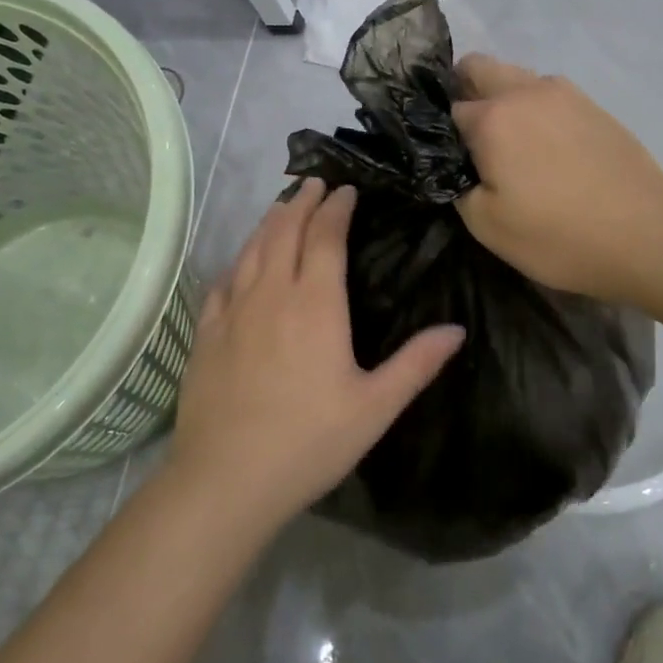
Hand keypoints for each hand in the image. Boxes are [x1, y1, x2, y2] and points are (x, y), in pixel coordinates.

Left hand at [168, 178, 465, 533]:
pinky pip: (223, 280)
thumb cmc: (309, 441)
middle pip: (284, 231)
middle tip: (314, 183)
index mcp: (315, 304)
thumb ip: (416, 364)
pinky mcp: (206, 332)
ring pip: (252, 249)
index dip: (335, 208)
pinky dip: (238, 258)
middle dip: (301, 202)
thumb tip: (457, 329)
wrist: (226, 479)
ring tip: (282, 205)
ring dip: (270, 221)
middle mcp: (272, 293)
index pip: (325, 237)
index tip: (345, 190)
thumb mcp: (375, 408)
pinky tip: (241, 259)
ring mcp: (233, 311)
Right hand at [452, 55, 662, 302]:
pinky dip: (536, 110)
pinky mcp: (595, 106)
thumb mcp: (487, 225)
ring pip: (517, 78)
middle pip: (479, 68)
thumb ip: (458, 186)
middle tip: (469, 139)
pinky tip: (548, 149)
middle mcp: (526, 91)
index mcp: (493, 117)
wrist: (649, 235)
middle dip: (465, 92)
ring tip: (511, 146)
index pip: (448, 108)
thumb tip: (458, 166)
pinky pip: (549, 95)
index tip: (445, 157)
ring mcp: (566, 94)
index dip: (440, 133)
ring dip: (503, 99)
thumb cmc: (559, 234)